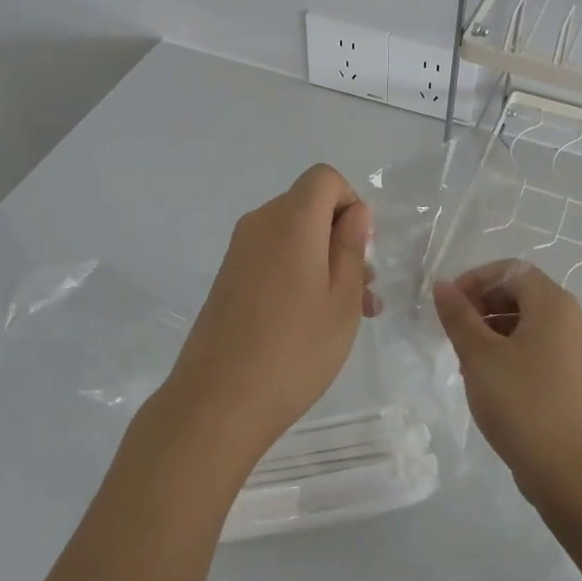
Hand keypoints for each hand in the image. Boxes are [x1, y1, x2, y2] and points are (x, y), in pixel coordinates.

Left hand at [161, 164, 375, 461]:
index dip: (350, 202)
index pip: (325, 178)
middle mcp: (260, 224)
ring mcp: (239, 252)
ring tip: (348, 314)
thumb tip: (354, 213)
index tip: (361, 249)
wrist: (217, 402)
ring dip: (324, 262)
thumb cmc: (294, 350)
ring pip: (293, 237)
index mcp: (291, 220)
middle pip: (309, 207)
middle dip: (342, 239)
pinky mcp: (228, 278)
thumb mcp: (341, 301)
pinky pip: (273, 258)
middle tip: (364, 292)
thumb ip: (351, 248)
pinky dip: (298, 274)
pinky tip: (313, 320)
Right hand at [433, 261, 581, 493]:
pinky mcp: (575, 376)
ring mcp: (577, 349)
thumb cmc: (521, 402)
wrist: (569, 470)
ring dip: (495, 328)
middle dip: (484, 304)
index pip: (510, 270)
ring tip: (467, 356)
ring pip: (530, 321)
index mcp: (554, 304)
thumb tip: (442, 286)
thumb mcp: (479, 356)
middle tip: (455, 331)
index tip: (450, 305)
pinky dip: (512, 349)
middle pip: (522, 292)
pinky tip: (491, 377)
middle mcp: (572, 318)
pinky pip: (540, 346)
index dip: (476, 280)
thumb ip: (458, 316)